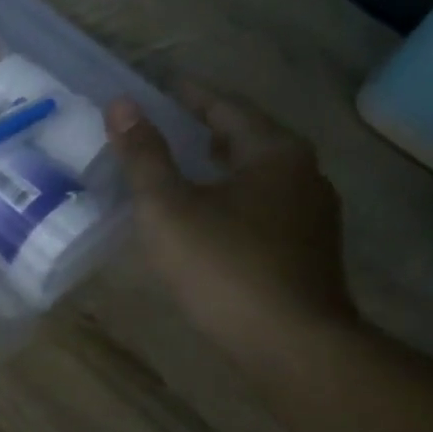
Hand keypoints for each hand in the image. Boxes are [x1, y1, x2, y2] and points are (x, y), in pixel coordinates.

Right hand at [105, 84, 357, 356]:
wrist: (290, 344)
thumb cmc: (224, 266)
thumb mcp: (168, 208)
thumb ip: (144, 156)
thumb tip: (121, 105)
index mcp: (274, 153)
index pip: (228, 107)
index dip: (192, 96)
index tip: (165, 87)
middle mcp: (304, 175)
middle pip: (250, 140)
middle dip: (209, 131)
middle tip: (170, 127)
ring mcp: (312, 217)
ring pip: (259, 178)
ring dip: (222, 169)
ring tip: (185, 172)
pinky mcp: (308, 254)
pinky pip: (264, 210)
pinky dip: (234, 201)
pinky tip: (210, 222)